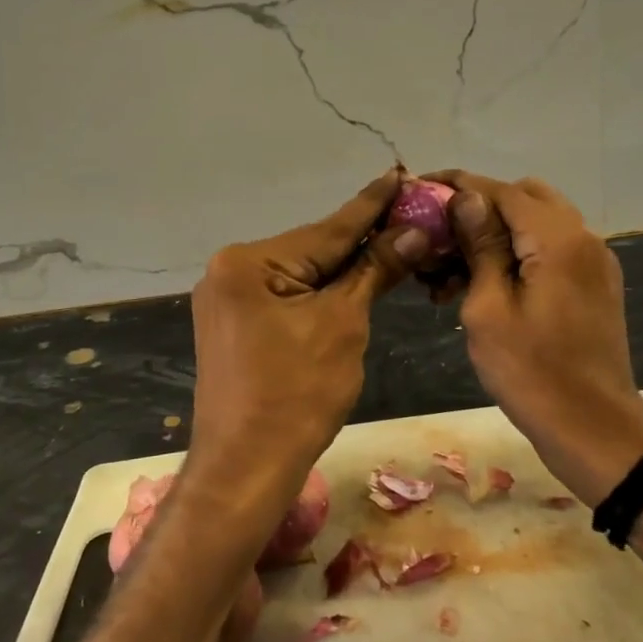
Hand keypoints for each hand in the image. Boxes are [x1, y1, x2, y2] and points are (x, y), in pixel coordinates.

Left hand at [183, 170, 425, 537]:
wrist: (246, 469)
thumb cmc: (297, 394)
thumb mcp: (343, 324)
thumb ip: (375, 270)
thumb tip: (413, 232)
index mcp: (249, 262)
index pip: (327, 229)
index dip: (372, 204)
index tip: (400, 173)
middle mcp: (230, 271)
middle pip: (312, 250)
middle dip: (363, 239)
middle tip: (409, 214)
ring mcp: (229, 300)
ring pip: (302, 275)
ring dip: (345, 268)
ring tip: (393, 243)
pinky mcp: (235, 325)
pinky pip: (287, 297)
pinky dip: (322, 294)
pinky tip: (354, 281)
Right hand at [432, 171, 642, 506]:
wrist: (594, 430)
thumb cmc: (531, 373)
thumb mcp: (488, 309)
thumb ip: (480, 246)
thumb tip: (466, 198)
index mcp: (558, 239)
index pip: (501, 190)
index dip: (458, 185)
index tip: (420, 187)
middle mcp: (582, 238)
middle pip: (524, 198)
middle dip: (478, 208)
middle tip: (438, 235)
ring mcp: (593, 262)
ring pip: (537, 224)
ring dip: (496, 235)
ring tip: (449, 272)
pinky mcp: (593, 285)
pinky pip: (551, 251)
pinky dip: (518, 254)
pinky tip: (483, 285)